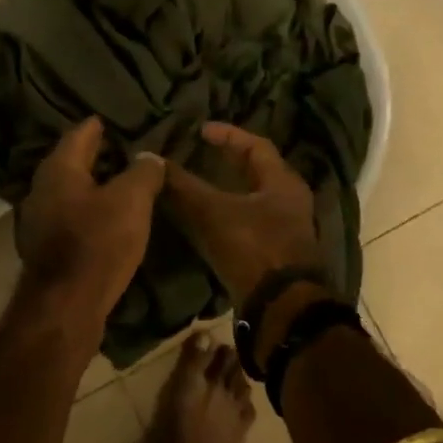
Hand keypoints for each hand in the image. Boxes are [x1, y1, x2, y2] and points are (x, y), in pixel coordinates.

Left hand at [16, 117, 165, 346]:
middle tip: (127, 149)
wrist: (65, 307)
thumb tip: (148, 156)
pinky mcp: (45, 246)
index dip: (101, 125)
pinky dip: (89, 209)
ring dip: (94, 184)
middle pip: (73, 161)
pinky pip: (70, 215)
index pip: (80, 133)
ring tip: (124, 183)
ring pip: (71, 190)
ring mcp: (40, 218)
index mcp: (59, 168)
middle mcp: (42, 187)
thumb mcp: (131, 201)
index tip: (118, 120)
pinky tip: (109, 217)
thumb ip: (142, 172)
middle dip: (98, 154)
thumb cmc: (98, 243)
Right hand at [163, 122, 321, 304]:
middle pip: (258, 171)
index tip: (201, 131)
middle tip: (201, 153)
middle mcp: (290, 201)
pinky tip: (207, 220)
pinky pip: (250, 221)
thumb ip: (183, 187)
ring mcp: (286, 229)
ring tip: (199, 184)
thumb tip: (152, 161)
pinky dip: (228, 213)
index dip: (227, 135)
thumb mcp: (212, 213)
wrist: (281, 310)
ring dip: (228, 188)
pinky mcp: (277, 253)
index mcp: (282, 182)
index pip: (256, 145)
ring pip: (253, 197)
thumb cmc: (253, 249)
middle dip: (228, 161)